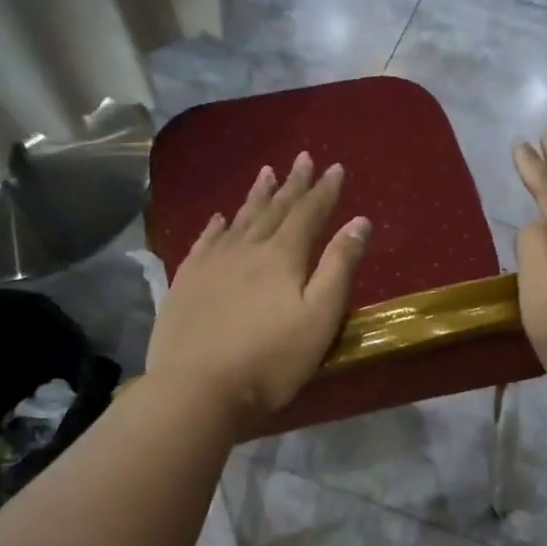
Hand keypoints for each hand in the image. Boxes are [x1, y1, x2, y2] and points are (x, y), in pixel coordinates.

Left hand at [145, 152, 372, 427]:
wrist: (198, 387)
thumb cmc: (270, 359)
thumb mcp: (319, 317)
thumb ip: (339, 267)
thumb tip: (360, 222)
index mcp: (282, 257)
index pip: (309, 214)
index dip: (324, 191)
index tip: (335, 167)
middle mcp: (246, 249)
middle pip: (274, 209)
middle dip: (292, 184)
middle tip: (302, 157)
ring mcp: (212, 263)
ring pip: (239, 219)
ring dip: (256, 195)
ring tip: (267, 172)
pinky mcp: (186, 282)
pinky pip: (204, 241)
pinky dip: (216, 225)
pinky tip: (219, 217)